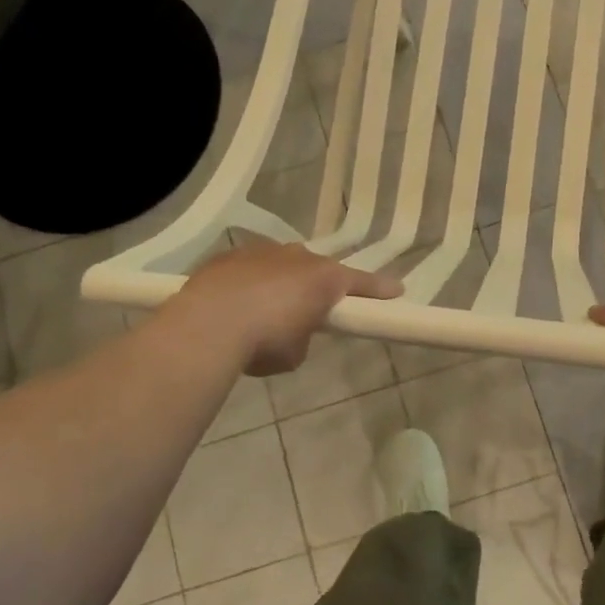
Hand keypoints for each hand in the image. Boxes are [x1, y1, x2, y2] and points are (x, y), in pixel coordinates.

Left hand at [172, 240, 401, 376]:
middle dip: (316, 286)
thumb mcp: (295, 353)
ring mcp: (261, 251)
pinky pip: (248, 268)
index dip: (379, 289)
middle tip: (309, 309)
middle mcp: (297, 256)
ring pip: (280, 264)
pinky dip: (248, 283)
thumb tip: (291, 332)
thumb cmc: (264, 341)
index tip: (397, 290)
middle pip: (316, 269)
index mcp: (324, 278)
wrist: (208, 325)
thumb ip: (303, 336)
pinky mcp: (229, 256)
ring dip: (279, 282)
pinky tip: (234, 305)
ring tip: (263, 310)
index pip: (361, 283)